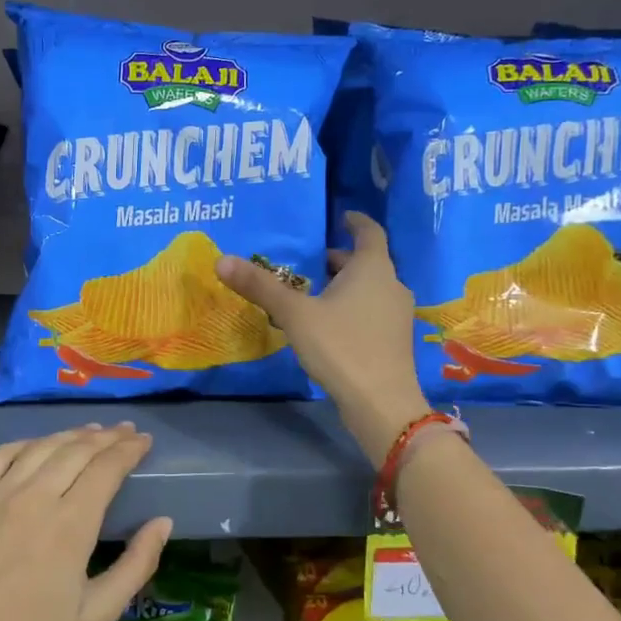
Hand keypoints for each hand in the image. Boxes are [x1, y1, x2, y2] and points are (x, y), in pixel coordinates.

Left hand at [0, 424, 171, 620]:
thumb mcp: (97, 617)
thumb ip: (135, 566)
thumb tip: (163, 522)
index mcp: (71, 525)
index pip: (106, 468)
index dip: (128, 450)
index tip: (144, 441)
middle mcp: (34, 498)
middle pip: (76, 450)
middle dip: (106, 437)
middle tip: (126, 432)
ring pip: (40, 447)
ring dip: (70, 435)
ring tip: (91, 432)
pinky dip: (23, 443)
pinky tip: (35, 445)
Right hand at [216, 212, 429, 462]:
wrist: (381, 402)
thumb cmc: (341, 346)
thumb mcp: (295, 314)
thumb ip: (261, 287)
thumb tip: (222, 260)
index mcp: (372, 268)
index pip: (370, 232)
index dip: (355, 222)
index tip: (341, 217)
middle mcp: (391, 285)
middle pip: (367, 262)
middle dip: (340, 260)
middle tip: (310, 262)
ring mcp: (397, 315)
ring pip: (370, 289)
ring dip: (345, 286)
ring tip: (313, 293)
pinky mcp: (395, 341)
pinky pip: (372, 312)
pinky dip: (353, 308)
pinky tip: (329, 325)